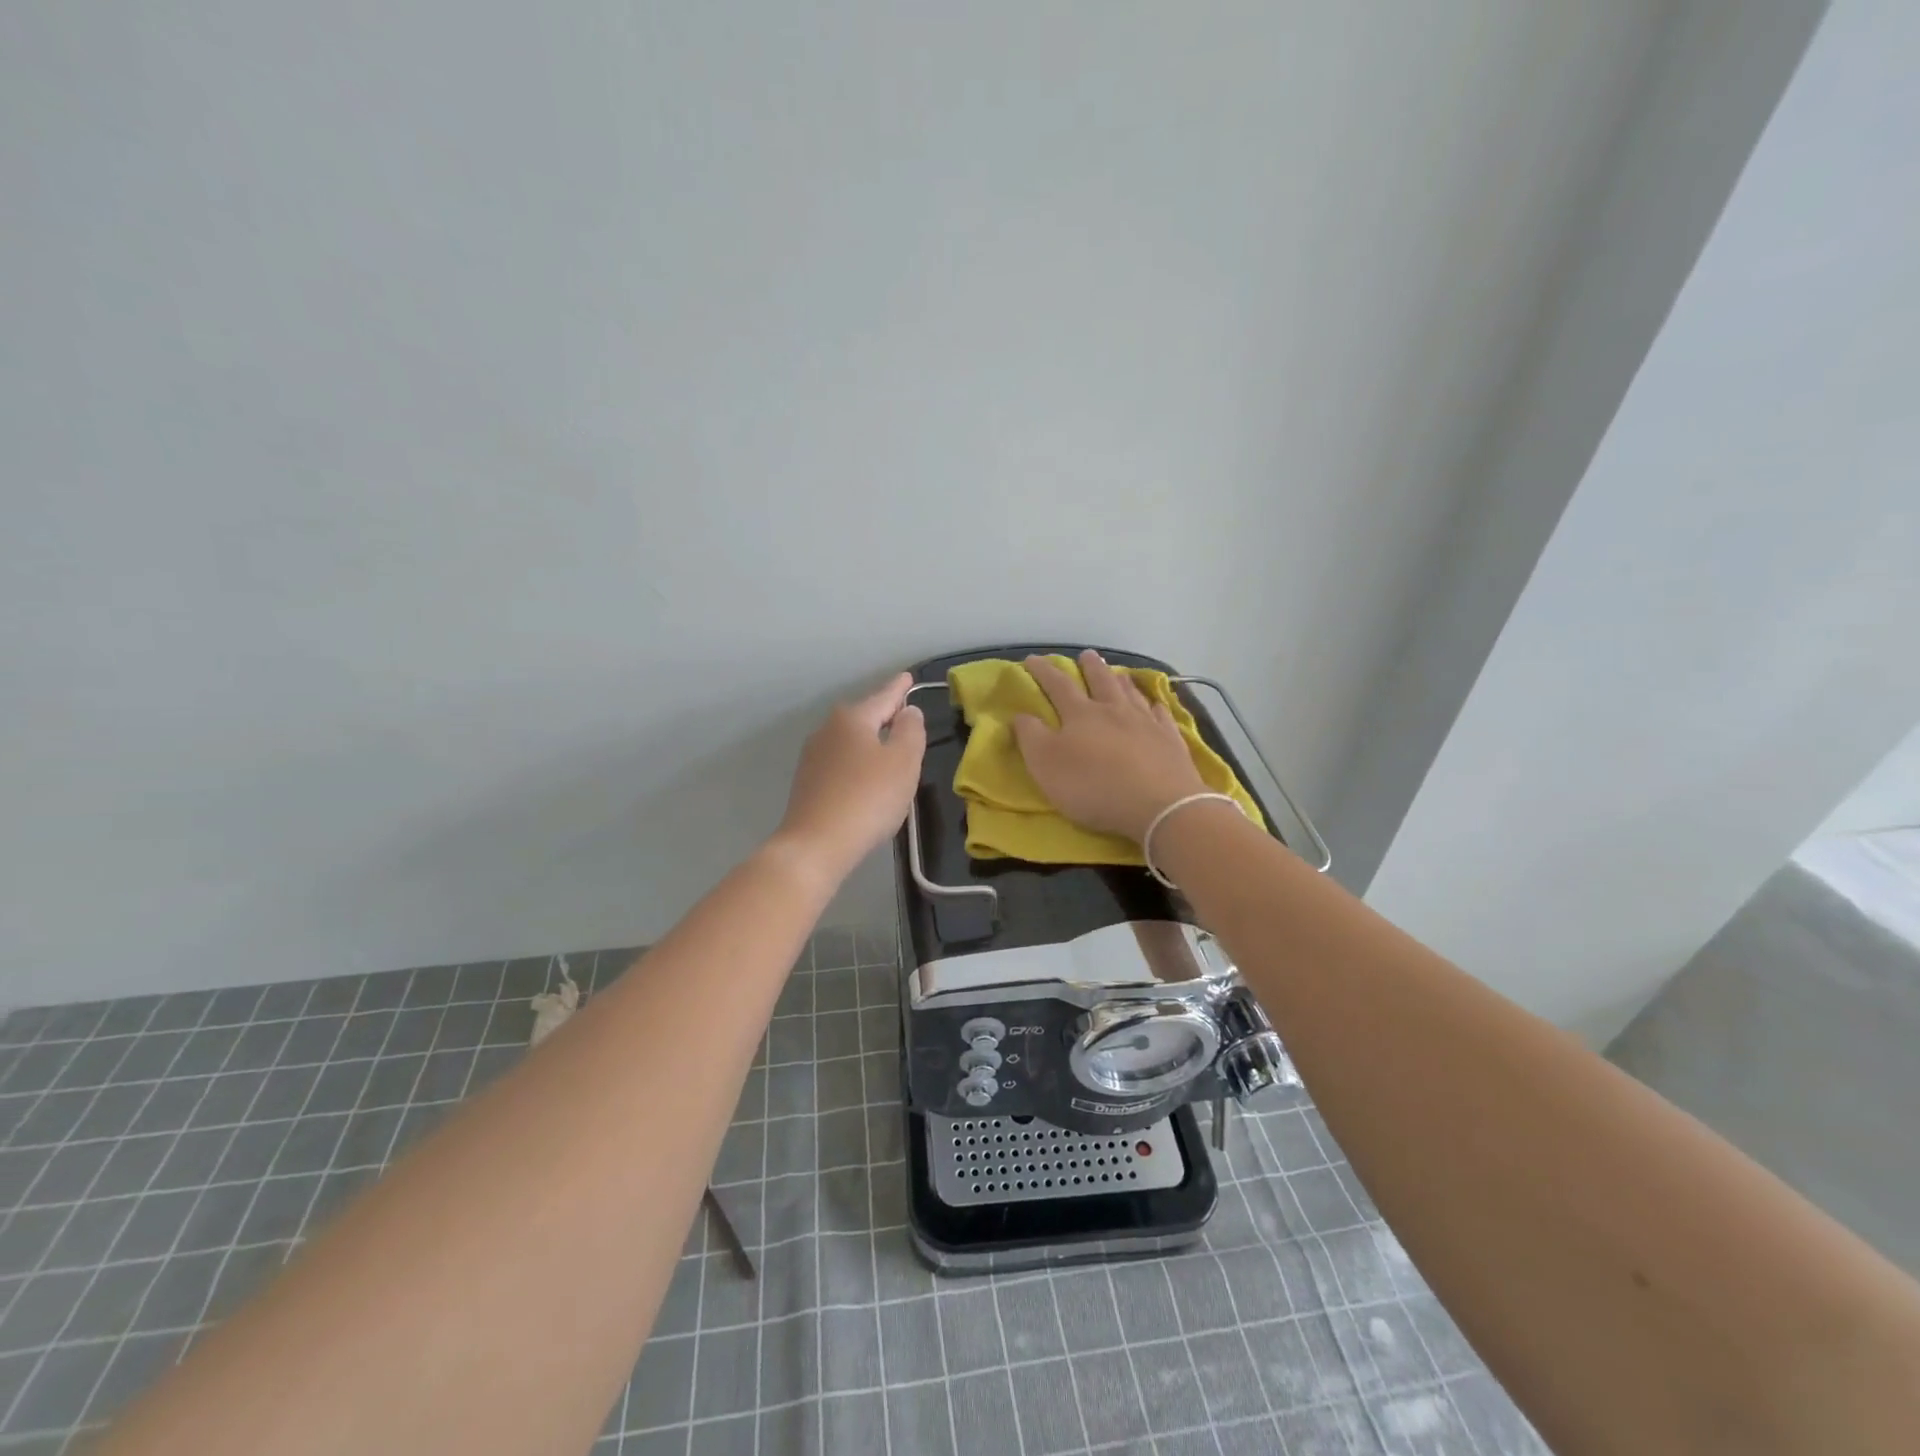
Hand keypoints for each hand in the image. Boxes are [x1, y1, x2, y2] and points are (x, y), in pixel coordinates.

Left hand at [775, 671, 926, 880]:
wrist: (816, 844)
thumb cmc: (868, 798)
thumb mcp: (903, 762)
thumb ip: (911, 731)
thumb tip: (908, 711)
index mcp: (853, 718)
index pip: (884, 696)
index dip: (899, 688)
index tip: (907, 677)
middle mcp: (829, 730)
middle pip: (864, 716)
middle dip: (884, 715)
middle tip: (905, 718)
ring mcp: (814, 756)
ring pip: (851, 740)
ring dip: (870, 742)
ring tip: (889, 750)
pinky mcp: (808, 782)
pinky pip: (841, 762)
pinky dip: (858, 763)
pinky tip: (866, 779)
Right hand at [1013, 649, 1206, 841]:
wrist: (1158, 805)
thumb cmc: (1093, 786)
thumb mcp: (1046, 765)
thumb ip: (1030, 736)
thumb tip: (1021, 714)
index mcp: (1081, 714)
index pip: (1057, 685)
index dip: (1043, 671)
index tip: (1032, 659)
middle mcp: (1114, 710)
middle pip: (1101, 681)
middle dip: (1090, 667)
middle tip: (1087, 655)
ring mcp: (1146, 723)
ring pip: (1131, 694)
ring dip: (1122, 681)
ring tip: (1118, 674)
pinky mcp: (1170, 740)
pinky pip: (1162, 716)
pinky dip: (1155, 707)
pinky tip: (1156, 705)